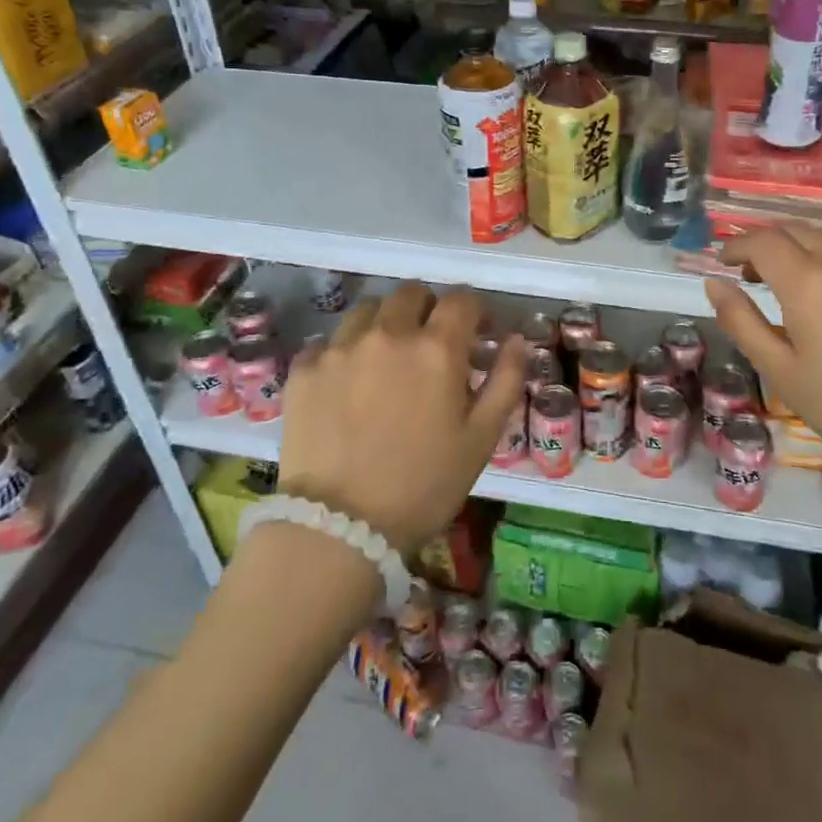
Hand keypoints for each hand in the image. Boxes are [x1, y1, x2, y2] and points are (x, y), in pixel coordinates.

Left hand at [275, 284, 524, 554]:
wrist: (340, 528)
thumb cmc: (424, 485)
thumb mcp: (481, 439)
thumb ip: (506, 380)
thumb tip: (517, 339)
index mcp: (436, 348)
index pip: (461, 299)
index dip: (473, 310)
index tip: (474, 332)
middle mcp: (388, 334)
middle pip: (411, 293)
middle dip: (428, 308)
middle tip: (429, 343)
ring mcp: (341, 348)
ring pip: (368, 310)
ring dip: (384, 323)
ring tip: (385, 357)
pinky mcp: (305, 369)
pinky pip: (328, 342)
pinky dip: (343, 352)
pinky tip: (346, 383)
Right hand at [704, 226, 821, 500]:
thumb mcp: (780, 372)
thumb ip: (741, 322)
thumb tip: (714, 283)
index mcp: (808, 283)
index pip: (762, 241)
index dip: (737, 245)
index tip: (725, 262)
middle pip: (796, 230)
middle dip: (767, 243)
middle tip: (754, 273)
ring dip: (804, 247)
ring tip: (797, 280)